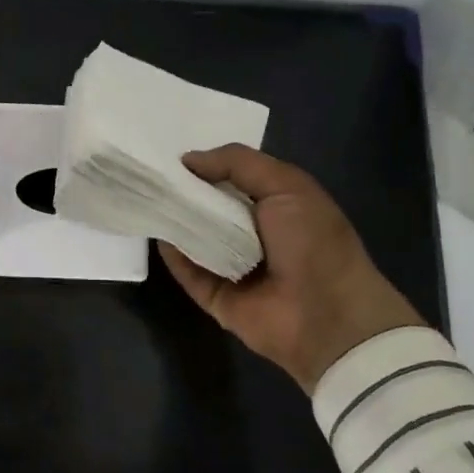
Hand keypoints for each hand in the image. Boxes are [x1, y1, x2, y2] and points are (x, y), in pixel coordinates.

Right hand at [158, 144, 425, 392]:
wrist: (329, 317)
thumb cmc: (314, 242)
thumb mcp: (286, 185)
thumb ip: (238, 163)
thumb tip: (188, 160)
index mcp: (276, 206)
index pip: (232, 180)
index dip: (206, 166)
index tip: (172, 155)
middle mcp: (253, 234)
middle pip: (209, 207)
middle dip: (183, 191)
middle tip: (150, 173)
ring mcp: (232, 267)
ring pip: (194, 238)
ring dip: (173, 219)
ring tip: (145, 196)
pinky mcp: (216, 296)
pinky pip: (188, 271)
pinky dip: (172, 254)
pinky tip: (156, 231)